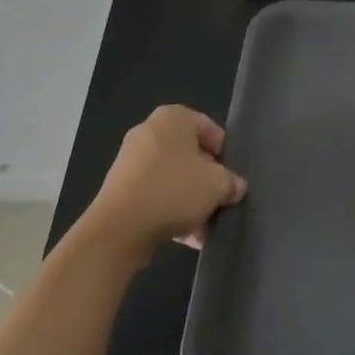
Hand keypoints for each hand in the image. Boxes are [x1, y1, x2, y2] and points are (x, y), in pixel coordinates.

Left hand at [80, 105, 247, 258]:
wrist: (119, 228)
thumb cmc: (174, 190)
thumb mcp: (217, 185)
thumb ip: (231, 182)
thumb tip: (235, 186)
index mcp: (173, 117)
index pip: (210, 129)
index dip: (224, 156)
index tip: (230, 179)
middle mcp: (150, 130)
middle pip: (190, 155)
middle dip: (206, 181)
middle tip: (218, 203)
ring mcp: (131, 159)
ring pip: (172, 178)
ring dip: (189, 201)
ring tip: (202, 229)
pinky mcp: (119, 187)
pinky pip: (154, 194)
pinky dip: (169, 210)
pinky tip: (184, 237)